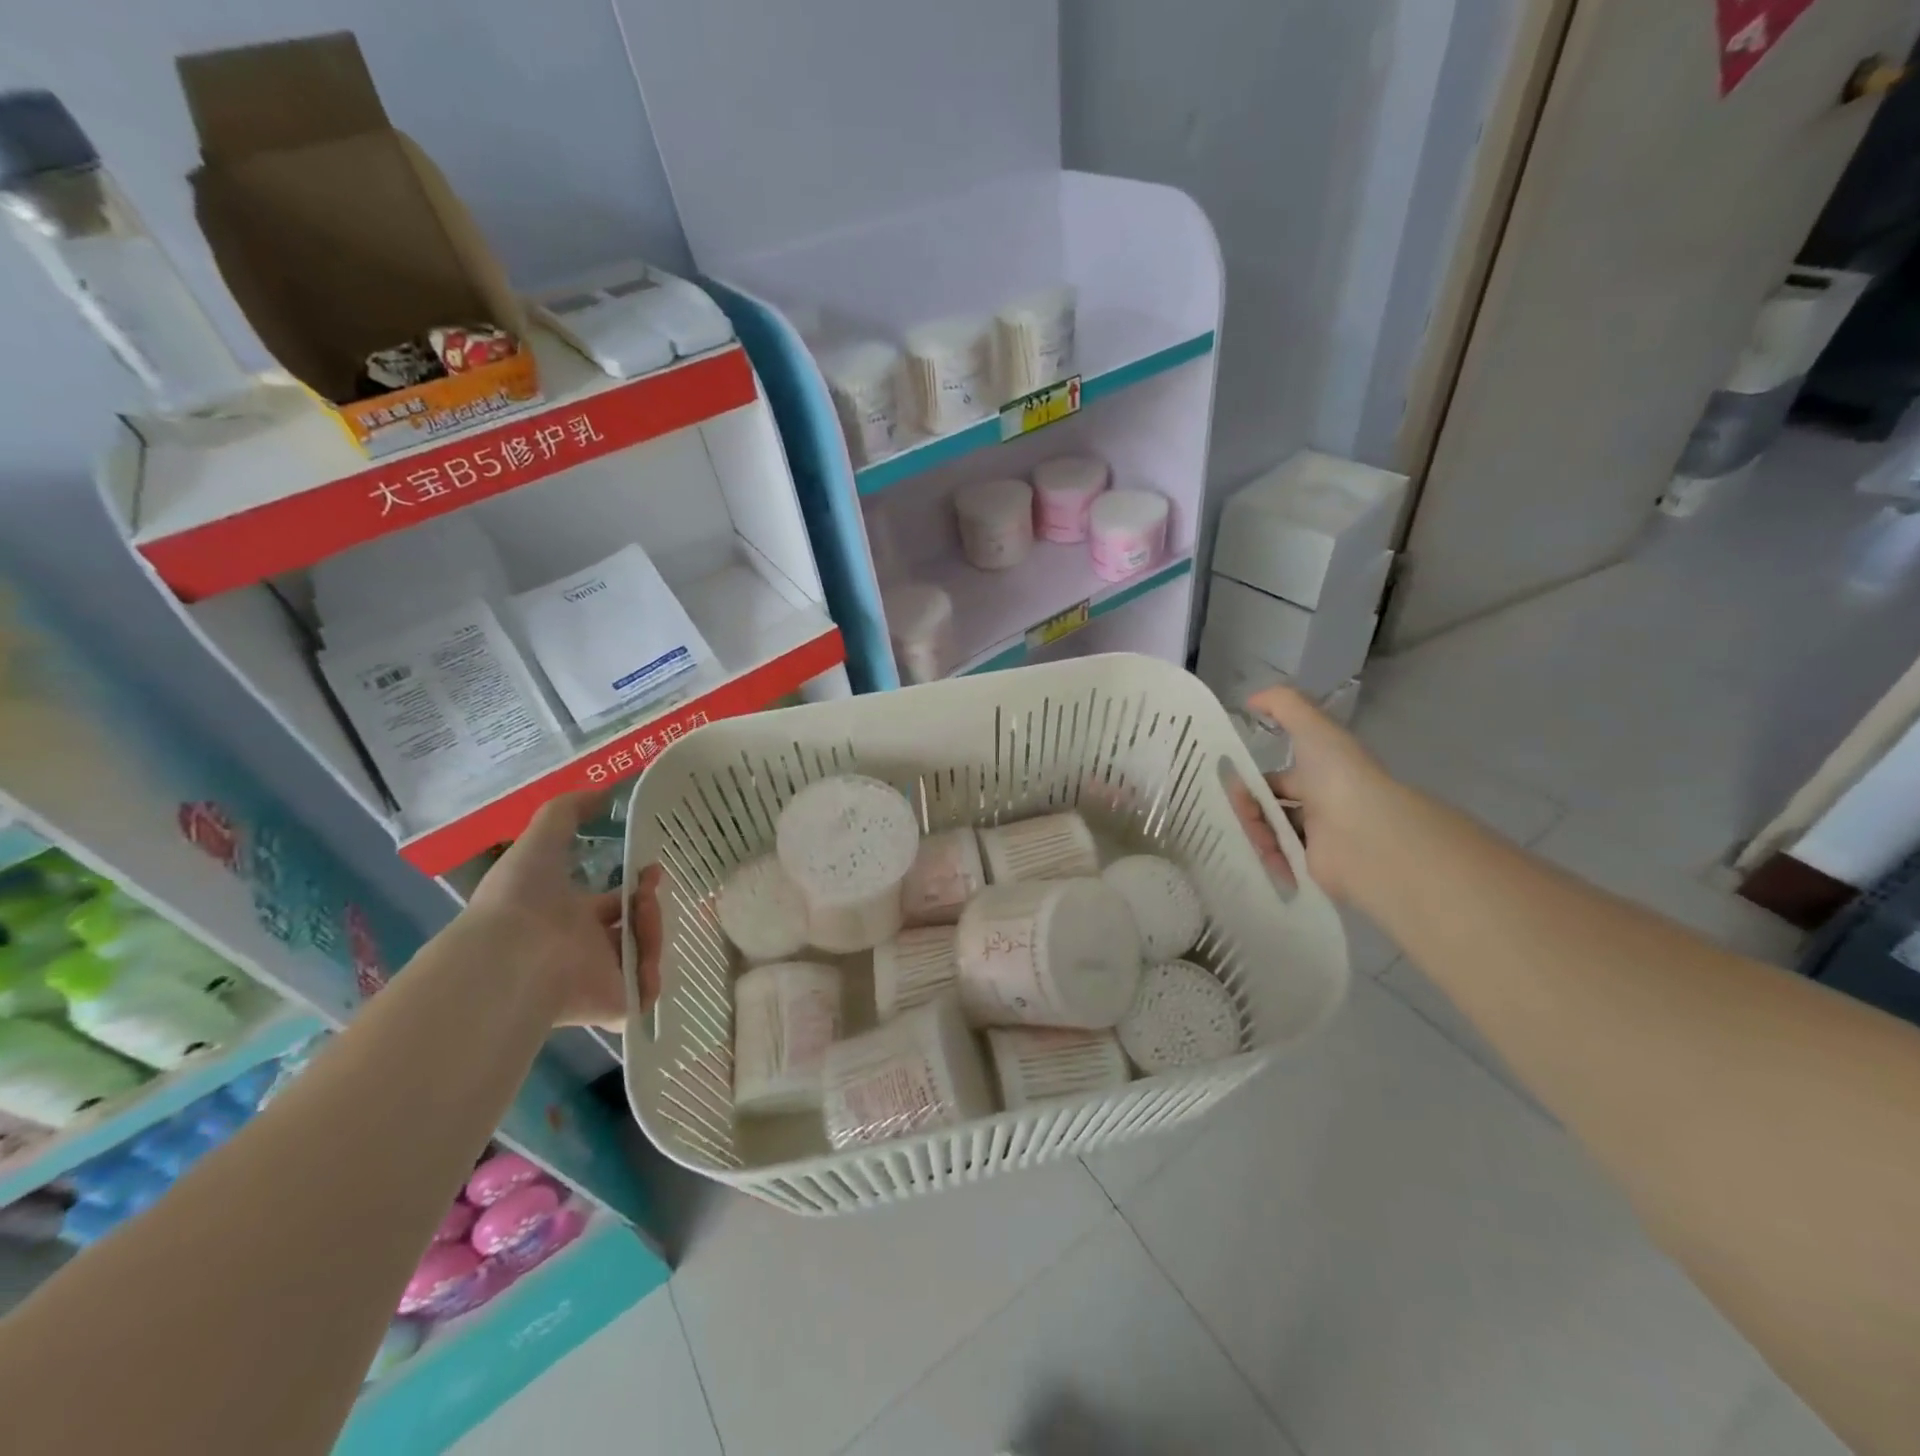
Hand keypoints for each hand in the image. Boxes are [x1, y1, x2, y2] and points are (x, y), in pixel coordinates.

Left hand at [466, 792, 662, 1028]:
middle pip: (634, 930)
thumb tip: (601, 791)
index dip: (638, 887)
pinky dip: (651, 979)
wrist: (510, 956)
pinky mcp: (611, 1005)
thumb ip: (567, 811)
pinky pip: (644, 995)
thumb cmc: (521, 898)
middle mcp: (585, 948)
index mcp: (570, 916)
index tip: (652, 869)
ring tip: (646, 914)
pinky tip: (647, 957)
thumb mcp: (541, 839)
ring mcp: (599, 978)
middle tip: (653, 892)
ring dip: (653, 931)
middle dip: (651, 908)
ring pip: (644, 956)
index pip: (614, 905)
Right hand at [1227, 685, 1399, 904]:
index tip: (1229, 784)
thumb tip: (1250, 699)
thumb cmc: (1338, 776)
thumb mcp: (1312, 728)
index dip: (1253, 780)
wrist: (1364, 834)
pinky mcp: (1314, 870)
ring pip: (1272, 835)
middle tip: (1236, 811)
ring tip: (1251, 835)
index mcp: (1322, 774)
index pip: (1280, 778)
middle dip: (1248, 809)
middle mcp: (1322, 805)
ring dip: (1255, 833)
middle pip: (1271, 808)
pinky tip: (1258, 855)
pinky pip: (1281, 864)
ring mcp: (1318, 840)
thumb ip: (1283, 705)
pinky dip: (1267, 860)